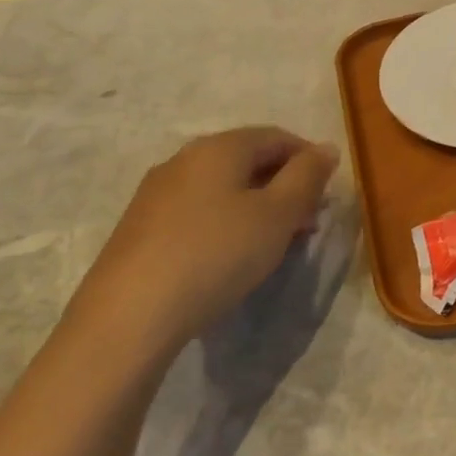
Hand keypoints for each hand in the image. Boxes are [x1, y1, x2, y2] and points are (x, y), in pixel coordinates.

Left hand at [68, 127, 337, 362]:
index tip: (327, 193)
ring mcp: (157, 194)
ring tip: (276, 242)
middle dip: (285, 185)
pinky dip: (228, 222)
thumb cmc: (217, 254)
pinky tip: (234, 255)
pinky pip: (199, 211)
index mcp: (220, 147)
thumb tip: (327, 148)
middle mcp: (185, 159)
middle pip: (249, 160)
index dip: (309, 159)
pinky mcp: (141, 228)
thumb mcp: (279, 213)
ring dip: (258, 206)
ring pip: (224, 188)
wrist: (128, 318)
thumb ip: (308, 176)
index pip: (278, 137)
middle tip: (307, 221)